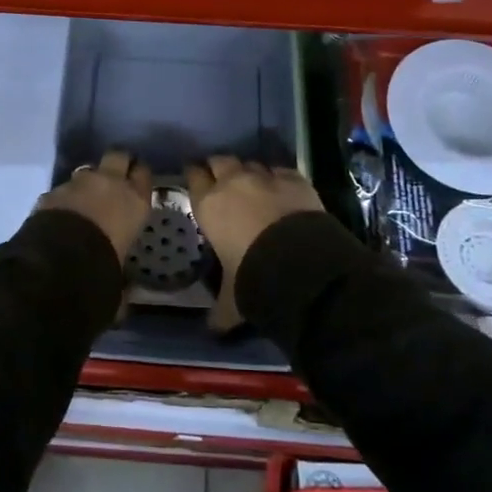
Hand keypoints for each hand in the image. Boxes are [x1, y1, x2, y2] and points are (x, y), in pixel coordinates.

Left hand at [36, 149, 153, 260]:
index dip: (139, 175)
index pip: (143, 174)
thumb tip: (127, 288)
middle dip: (116, 162)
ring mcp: (79, 182)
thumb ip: (124, 265)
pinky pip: (63, 189)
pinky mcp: (53, 190)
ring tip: (84, 200)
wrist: (61, 258)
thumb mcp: (122, 264)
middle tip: (114, 177)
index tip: (136, 180)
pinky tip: (61, 214)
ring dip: (88, 181)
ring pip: (87, 170)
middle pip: (118, 156)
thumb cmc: (103, 264)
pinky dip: (64, 198)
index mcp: (135, 200)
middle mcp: (110, 183)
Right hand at [187, 156, 325, 331]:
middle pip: (220, 161)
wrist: (298, 262)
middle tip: (221, 179)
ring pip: (251, 162)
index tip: (194, 178)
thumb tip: (212, 330)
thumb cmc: (251, 277)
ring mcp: (265, 176)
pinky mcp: (294, 178)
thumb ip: (219, 311)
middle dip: (219, 168)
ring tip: (253, 185)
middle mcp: (232, 182)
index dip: (193, 176)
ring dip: (249, 171)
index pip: (193, 177)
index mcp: (208, 204)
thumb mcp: (230, 299)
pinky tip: (282, 189)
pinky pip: (280, 170)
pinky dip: (278, 178)